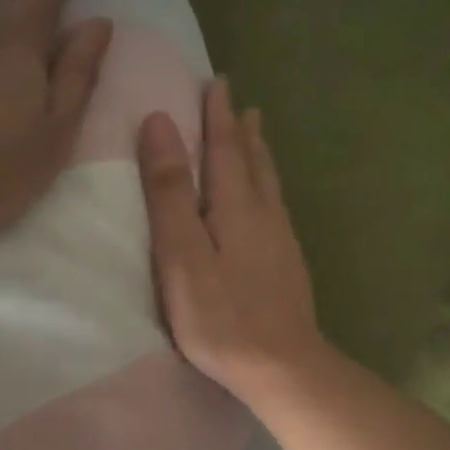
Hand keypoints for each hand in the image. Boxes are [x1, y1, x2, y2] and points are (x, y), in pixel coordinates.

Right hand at [138, 80, 323, 400]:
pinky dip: (269, 189)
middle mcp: (265, 216)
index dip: (216, 117)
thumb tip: (159, 123)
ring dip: (260, 155)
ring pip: (270, 186)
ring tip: (257, 133)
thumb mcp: (182, 255)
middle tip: (239, 102)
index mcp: (235, 207)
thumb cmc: (221, 317)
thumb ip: (170, 193)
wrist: (282, 366)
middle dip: (241, 130)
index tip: (215, 83)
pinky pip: (277, 210)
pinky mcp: (289, 269)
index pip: (223, 149)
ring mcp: (282, 243)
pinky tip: (269, 202)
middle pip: (253, 162)